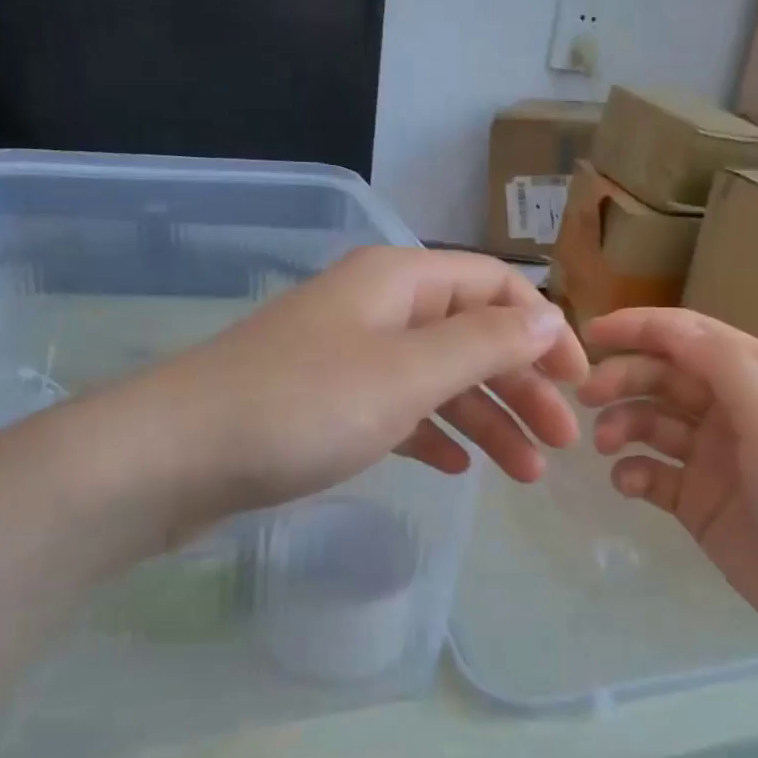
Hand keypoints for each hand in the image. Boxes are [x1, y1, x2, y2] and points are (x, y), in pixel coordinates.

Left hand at [124, 247, 588, 521]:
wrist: (177, 455)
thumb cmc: (302, 406)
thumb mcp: (407, 373)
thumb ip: (485, 343)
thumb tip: (548, 318)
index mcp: (401, 281)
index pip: (496, 287)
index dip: (545, 330)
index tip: (580, 384)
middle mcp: (379, 309)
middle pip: (472, 337)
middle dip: (522, 387)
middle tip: (561, 446)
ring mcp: (350, 357)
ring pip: (439, 381)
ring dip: (487, 420)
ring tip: (525, 475)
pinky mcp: (327, 404)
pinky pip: (400, 411)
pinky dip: (436, 434)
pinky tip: (459, 468)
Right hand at [577, 308, 757, 663]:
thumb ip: (723, 366)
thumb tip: (669, 328)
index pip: (691, 337)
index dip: (640, 328)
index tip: (589, 334)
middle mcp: (735, 411)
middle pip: (665, 377)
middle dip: (624, 378)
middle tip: (585, 396)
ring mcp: (714, 458)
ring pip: (652, 423)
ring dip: (623, 423)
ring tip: (605, 445)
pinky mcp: (698, 502)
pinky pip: (652, 474)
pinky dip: (632, 472)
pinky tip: (627, 485)